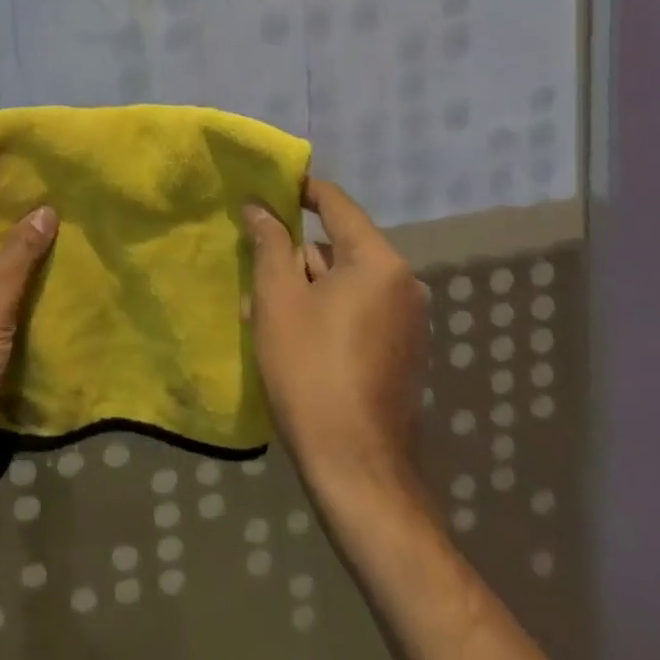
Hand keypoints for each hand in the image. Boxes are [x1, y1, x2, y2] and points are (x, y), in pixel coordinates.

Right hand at [245, 179, 428, 494]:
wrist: (357, 470)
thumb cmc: (311, 370)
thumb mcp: (278, 298)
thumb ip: (269, 243)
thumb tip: (259, 206)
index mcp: (378, 262)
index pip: (335, 203)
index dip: (298, 190)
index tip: (263, 189)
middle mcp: (403, 284)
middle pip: (339, 245)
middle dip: (293, 252)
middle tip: (252, 262)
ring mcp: (407, 322)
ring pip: (344, 281)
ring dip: (304, 285)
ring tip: (259, 307)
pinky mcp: (401, 352)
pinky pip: (357, 310)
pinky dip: (324, 310)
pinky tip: (287, 334)